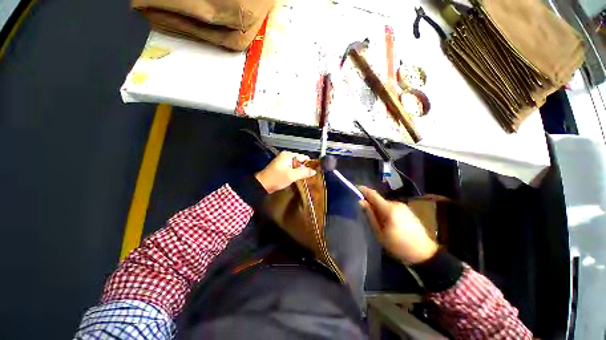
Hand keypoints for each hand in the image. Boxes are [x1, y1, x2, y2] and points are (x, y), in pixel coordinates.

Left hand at [255, 151, 316, 193]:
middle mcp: (286, 156)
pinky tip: (298, 177)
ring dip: (300, 171)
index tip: (316, 170)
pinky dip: (295, 172)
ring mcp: (283, 161)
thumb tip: (314, 171)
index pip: (303, 157)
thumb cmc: (277, 178)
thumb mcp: (292, 175)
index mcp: (288, 155)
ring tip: (306, 177)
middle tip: (311, 175)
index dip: (310, 163)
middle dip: (305, 167)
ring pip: (296, 165)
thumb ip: (304, 172)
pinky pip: (292, 168)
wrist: (262, 185)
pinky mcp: (281, 167)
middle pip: (300, 161)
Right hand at [359, 186, 437, 264]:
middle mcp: (396, 204)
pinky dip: (386, 211)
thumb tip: (361, 202)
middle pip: (378, 200)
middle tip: (365, 214)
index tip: (355, 188)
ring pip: (385, 204)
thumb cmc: (399, 246)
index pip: (373, 194)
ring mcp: (403, 206)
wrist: (425, 253)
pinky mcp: (407, 210)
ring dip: (378, 209)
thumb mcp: (380, 234)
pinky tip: (388, 223)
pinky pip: (391, 207)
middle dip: (371, 204)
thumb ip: (370, 216)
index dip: (363, 190)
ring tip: (378, 222)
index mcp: (389, 209)